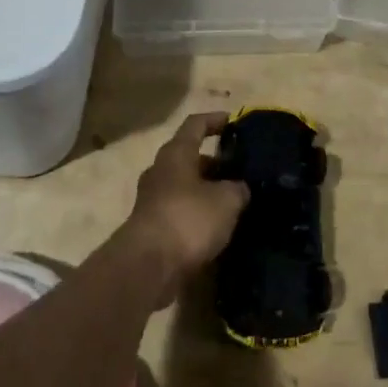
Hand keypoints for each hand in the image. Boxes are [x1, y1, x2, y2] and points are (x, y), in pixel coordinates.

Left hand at [123, 111, 247, 302]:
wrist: (148, 267)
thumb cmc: (188, 219)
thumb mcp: (226, 200)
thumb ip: (238, 188)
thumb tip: (239, 188)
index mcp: (175, 154)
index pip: (195, 124)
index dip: (215, 120)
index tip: (233, 121)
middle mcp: (160, 171)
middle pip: (189, 157)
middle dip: (214, 162)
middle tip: (239, 170)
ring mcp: (151, 200)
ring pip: (184, 186)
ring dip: (206, 190)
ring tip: (233, 200)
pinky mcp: (151, 227)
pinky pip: (179, 210)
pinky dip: (197, 213)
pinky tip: (216, 227)